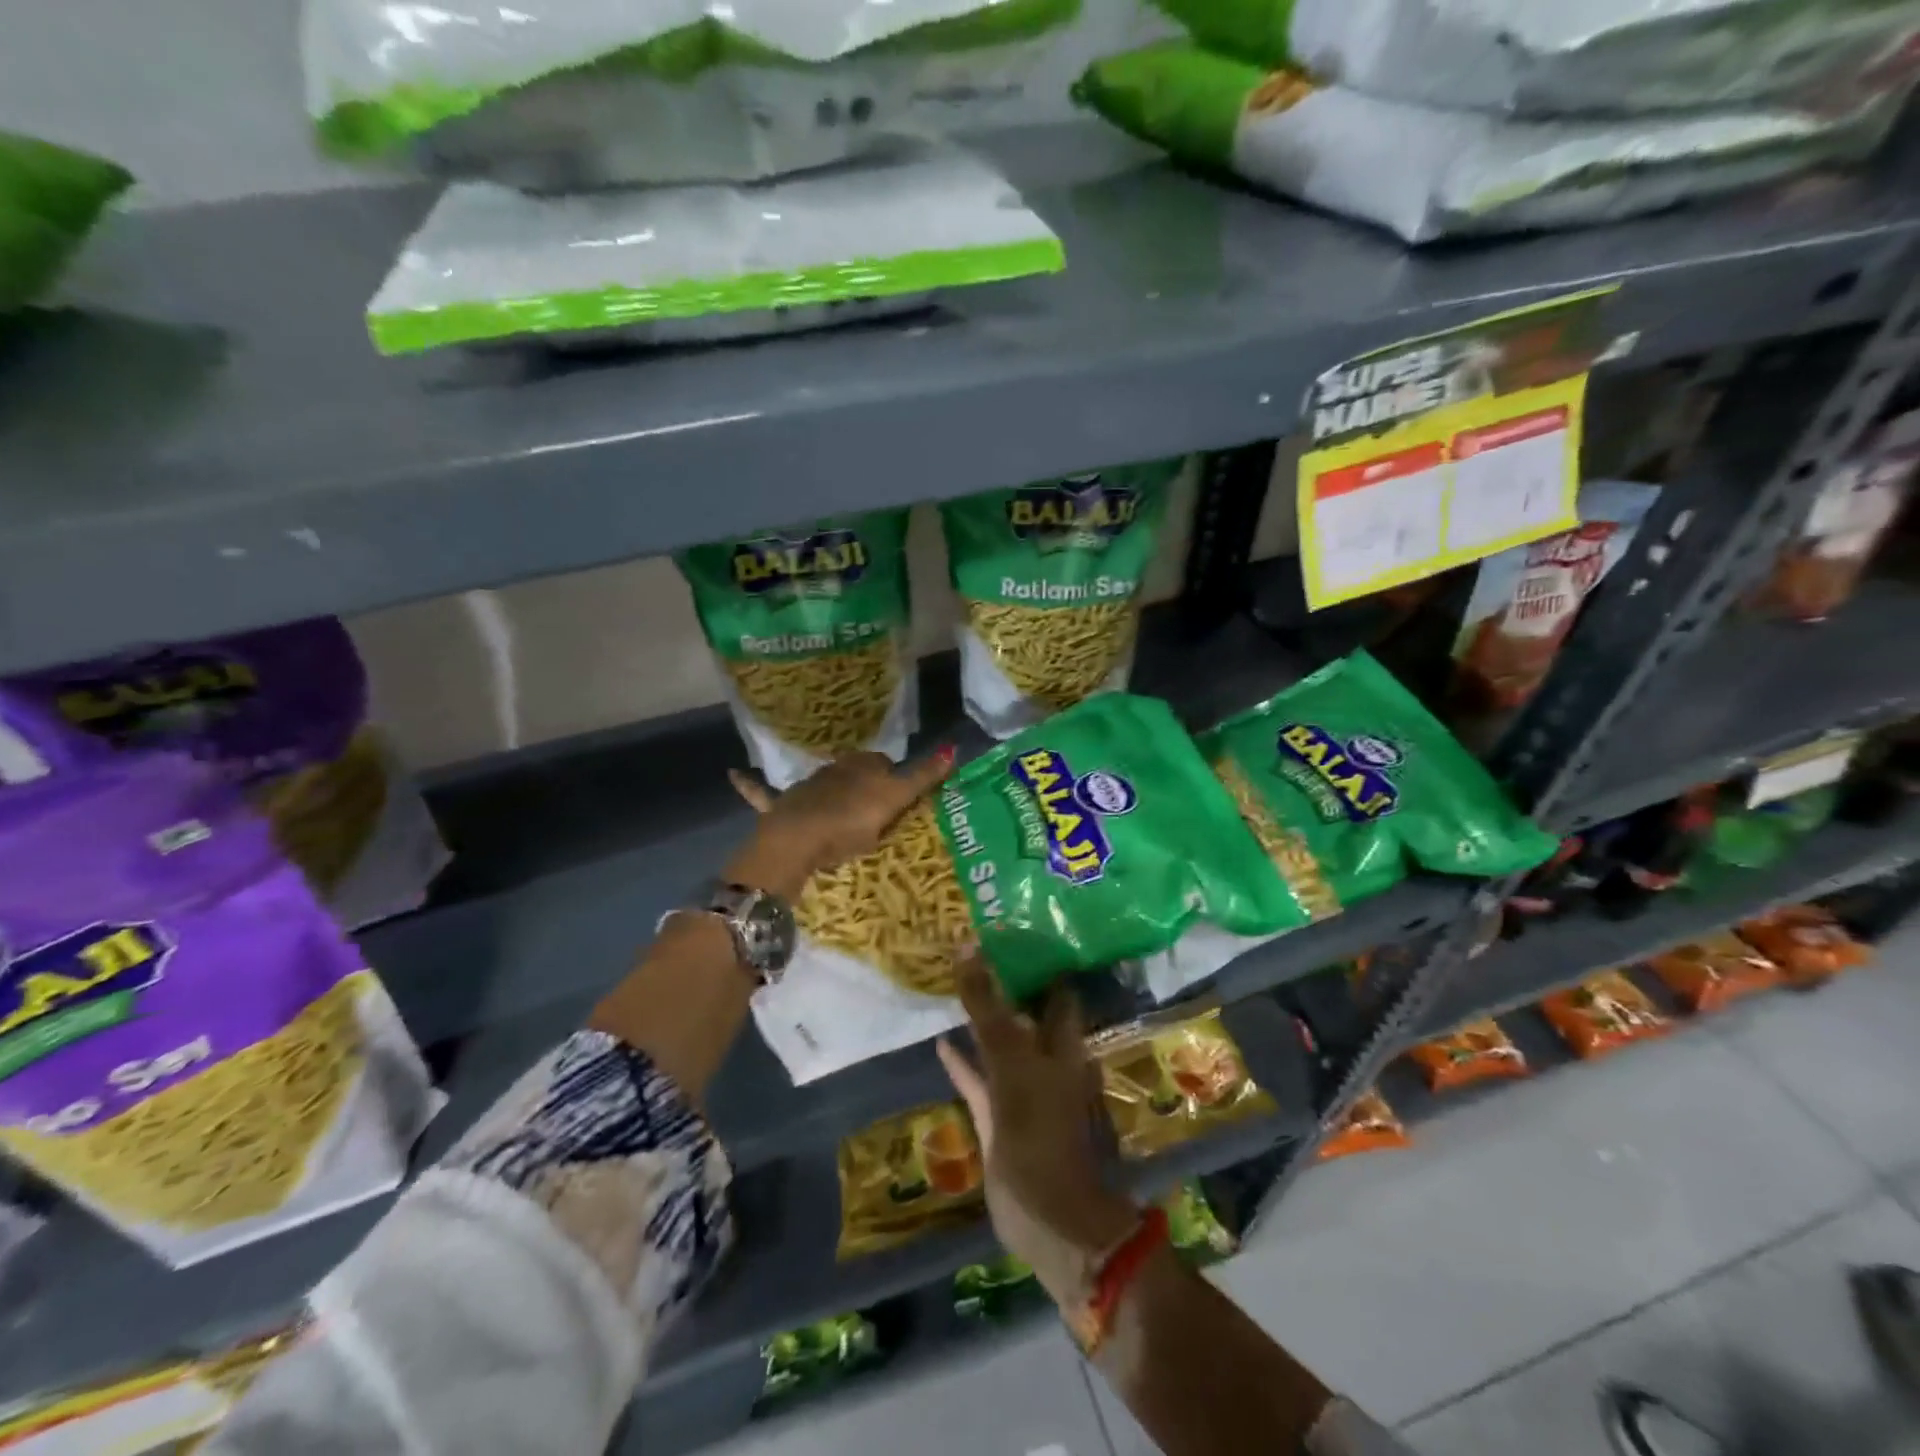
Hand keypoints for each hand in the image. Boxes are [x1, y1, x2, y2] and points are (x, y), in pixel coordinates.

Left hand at [726, 748, 953, 895]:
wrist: (798, 839)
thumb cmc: (850, 820)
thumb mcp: (893, 801)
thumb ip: (922, 776)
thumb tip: (954, 747)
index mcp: (860, 767)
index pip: (882, 763)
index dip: (893, 777)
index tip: (901, 797)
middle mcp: (832, 770)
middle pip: (852, 773)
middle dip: (862, 783)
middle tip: (876, 808)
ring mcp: (804, 788)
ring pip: (820, 784)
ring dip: (827, 788)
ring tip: (841, 810)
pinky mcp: (779, 807)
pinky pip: (762, 792)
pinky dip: (749, 784)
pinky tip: (733, 774)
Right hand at [937, 949, 1137, 1308]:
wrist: (1047, 1215)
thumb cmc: (1039, 1128)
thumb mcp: (1011, 1059)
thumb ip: (987, 1007)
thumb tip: (967, 944)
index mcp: (1063, 1042)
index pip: (1055, 986)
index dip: (1040, 957)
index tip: (1014, 927)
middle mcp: (1047, 1059)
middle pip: (1027, 1011)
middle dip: (1006, 984)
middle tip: (976, 948)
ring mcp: (1023, 1088)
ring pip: (1001, 1043)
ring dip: (983, 1020)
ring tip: (954, 986)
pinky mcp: (1000, 1116)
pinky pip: (980, 1080)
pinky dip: (963, 1062)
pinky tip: (940, 1042)